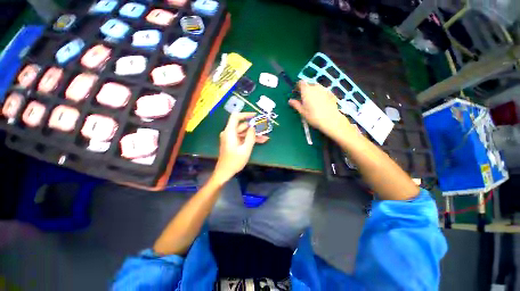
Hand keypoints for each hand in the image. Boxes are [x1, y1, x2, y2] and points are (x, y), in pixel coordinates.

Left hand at [214, 112, 268, 181]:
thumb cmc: (234, 161)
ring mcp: (231, 138)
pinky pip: (242, 138)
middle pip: (242, 126)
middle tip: (265, 129)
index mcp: (230, 132)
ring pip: (244, 132)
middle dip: (254, 128)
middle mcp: (229, 133)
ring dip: (254, 135)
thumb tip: (253, 127)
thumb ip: (250, 137)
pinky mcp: (233, 142)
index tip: (255, 116)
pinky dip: (250, 139)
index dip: (246, 114)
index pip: (236, 117)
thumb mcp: (245, 149)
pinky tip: (261, 141)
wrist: (224, 172)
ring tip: (265, 137)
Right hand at [289, 81, 349, 137]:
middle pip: (309, 85)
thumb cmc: (313, 116)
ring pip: (316, 88)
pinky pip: (323, 92)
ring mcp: (324, 89)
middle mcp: (315, 87)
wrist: (331, 120)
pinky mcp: (331, 93)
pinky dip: (320, 95)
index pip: (301, 82)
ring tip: (312, 101)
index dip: (297, 86)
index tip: (296, 93)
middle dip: (305, 90)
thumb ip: (295, 104)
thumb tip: (290, 100)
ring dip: (313, 92)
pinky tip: (320, 103)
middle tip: (303, 99)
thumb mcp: (302, 112)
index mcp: (306, 90)